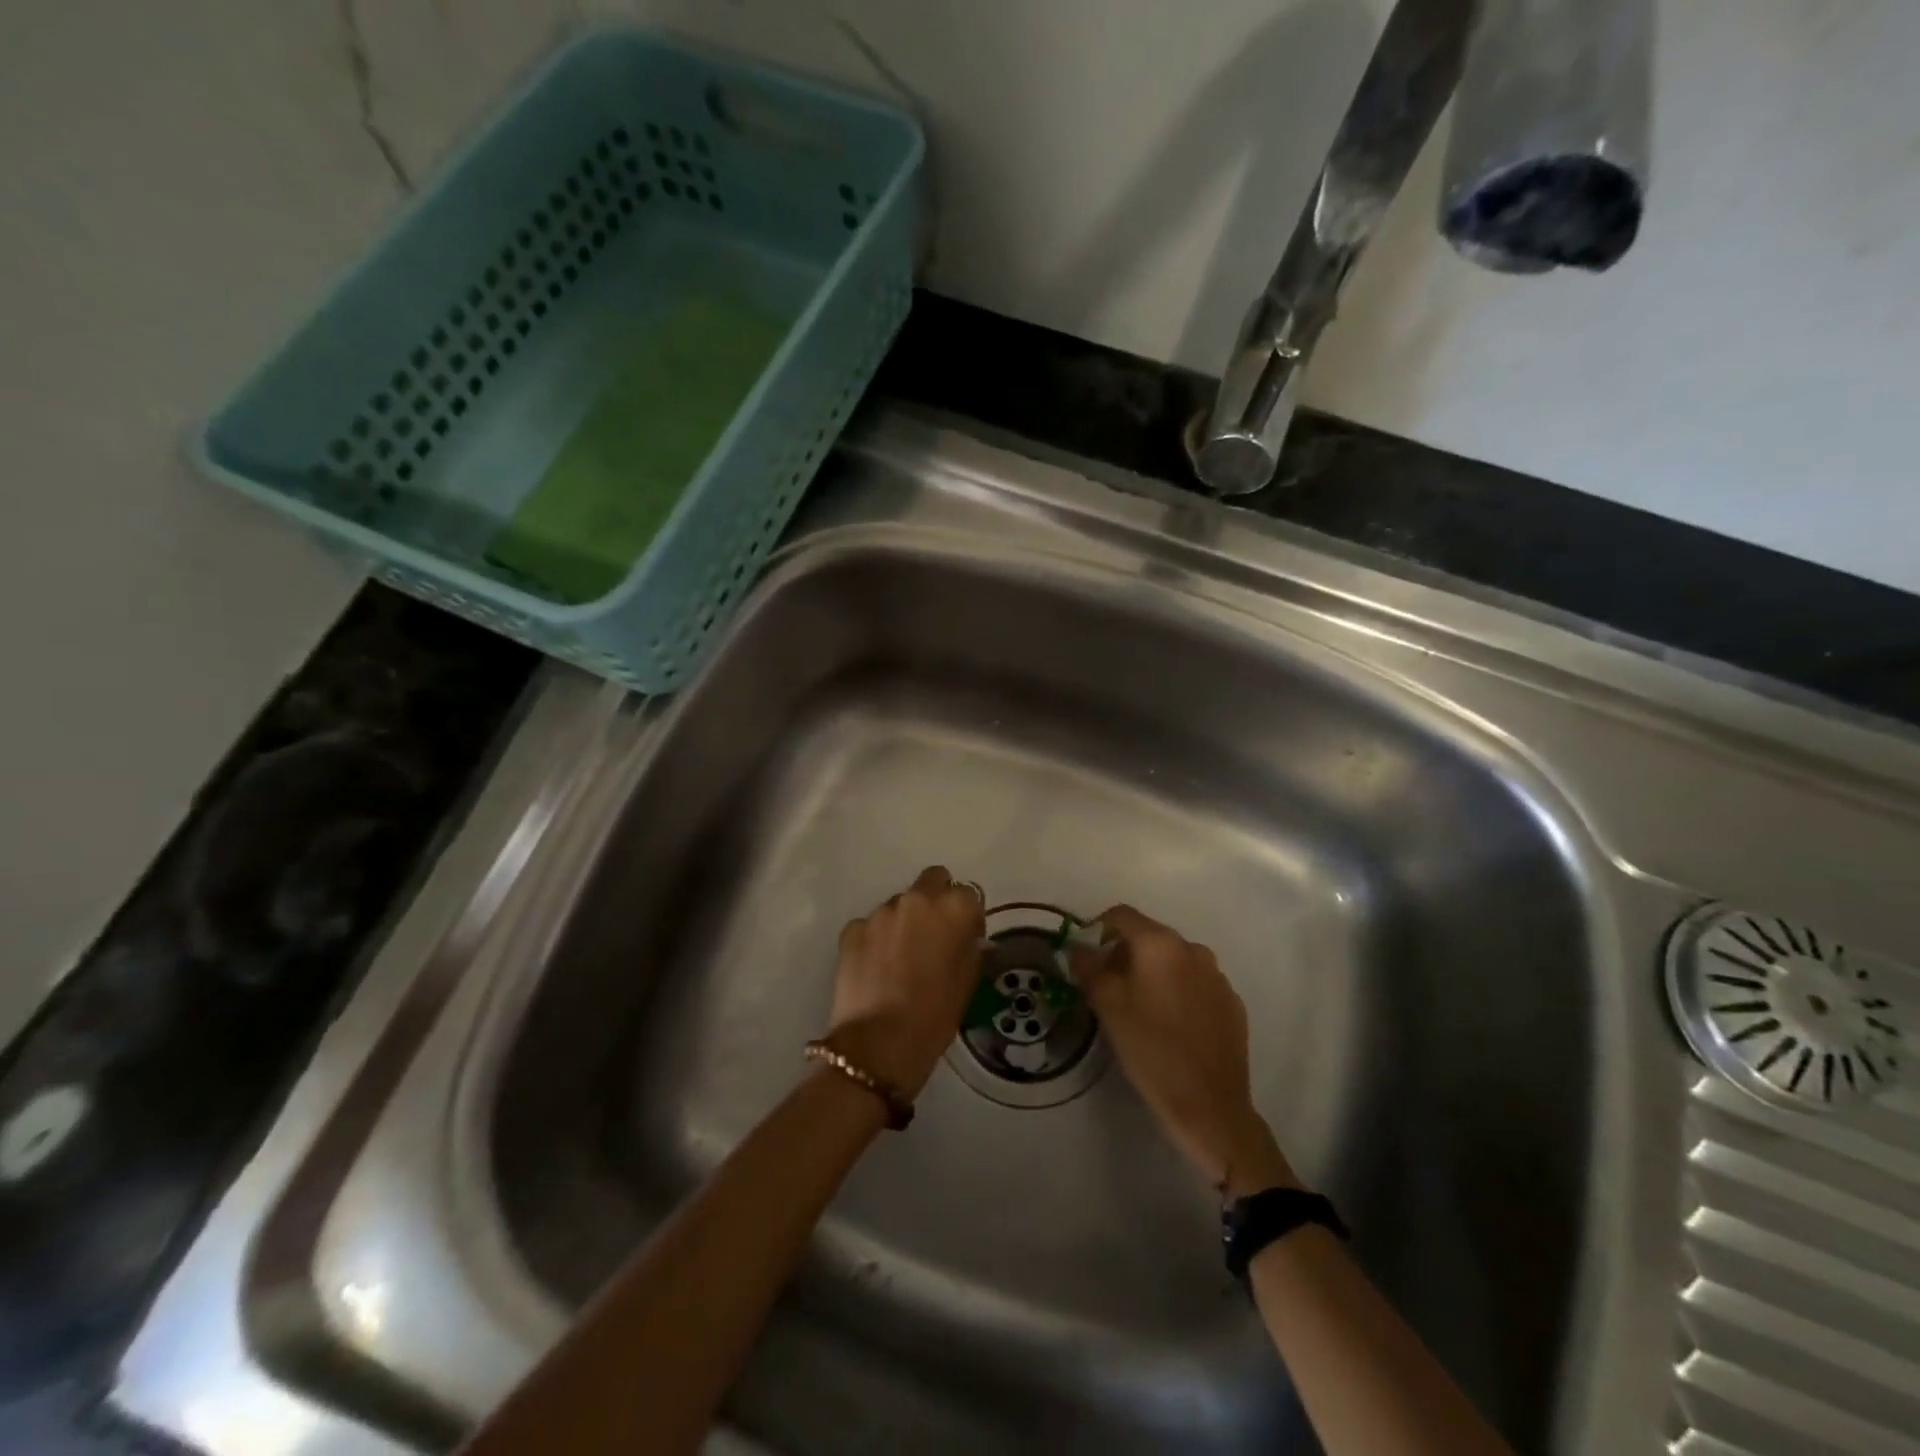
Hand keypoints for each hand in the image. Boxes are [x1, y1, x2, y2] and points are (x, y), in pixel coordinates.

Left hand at [825, 866, 985, 1099]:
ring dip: (904, 921)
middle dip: (936, 899)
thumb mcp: (968, 981)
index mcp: (953, 908)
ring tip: (900, 958)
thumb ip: (970, 947)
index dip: (968, 916)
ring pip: (899, 904)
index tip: (965, 938)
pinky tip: (876, 968)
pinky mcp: (852, 929)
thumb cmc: (936, 1014)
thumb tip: (967, 937)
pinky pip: (871, 925)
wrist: (880, 1043)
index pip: (968, 894)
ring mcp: (880, 912)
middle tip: (934, 934)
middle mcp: (916, 899)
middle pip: (932, 880)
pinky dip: (876, 939)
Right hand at [1073, 905, 1296, 1196]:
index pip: (1122, 915)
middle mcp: (1193, 949)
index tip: (1088, 958)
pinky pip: (1196, 984)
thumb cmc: (1151, 1050)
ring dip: (1153, 973)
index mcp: (1160, 944)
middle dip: (1125, 954)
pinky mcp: (1232, 1003)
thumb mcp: (1108, 1007)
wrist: (1210, 1106)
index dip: (1099, 930)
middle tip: (1108, 987)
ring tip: (1140, 1008)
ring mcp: (1217, 976)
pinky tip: (1171, 1025)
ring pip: (1174, 960)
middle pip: (1149, 936)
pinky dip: (1178, 992)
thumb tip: (1078, 948)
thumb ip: (1089, 969)